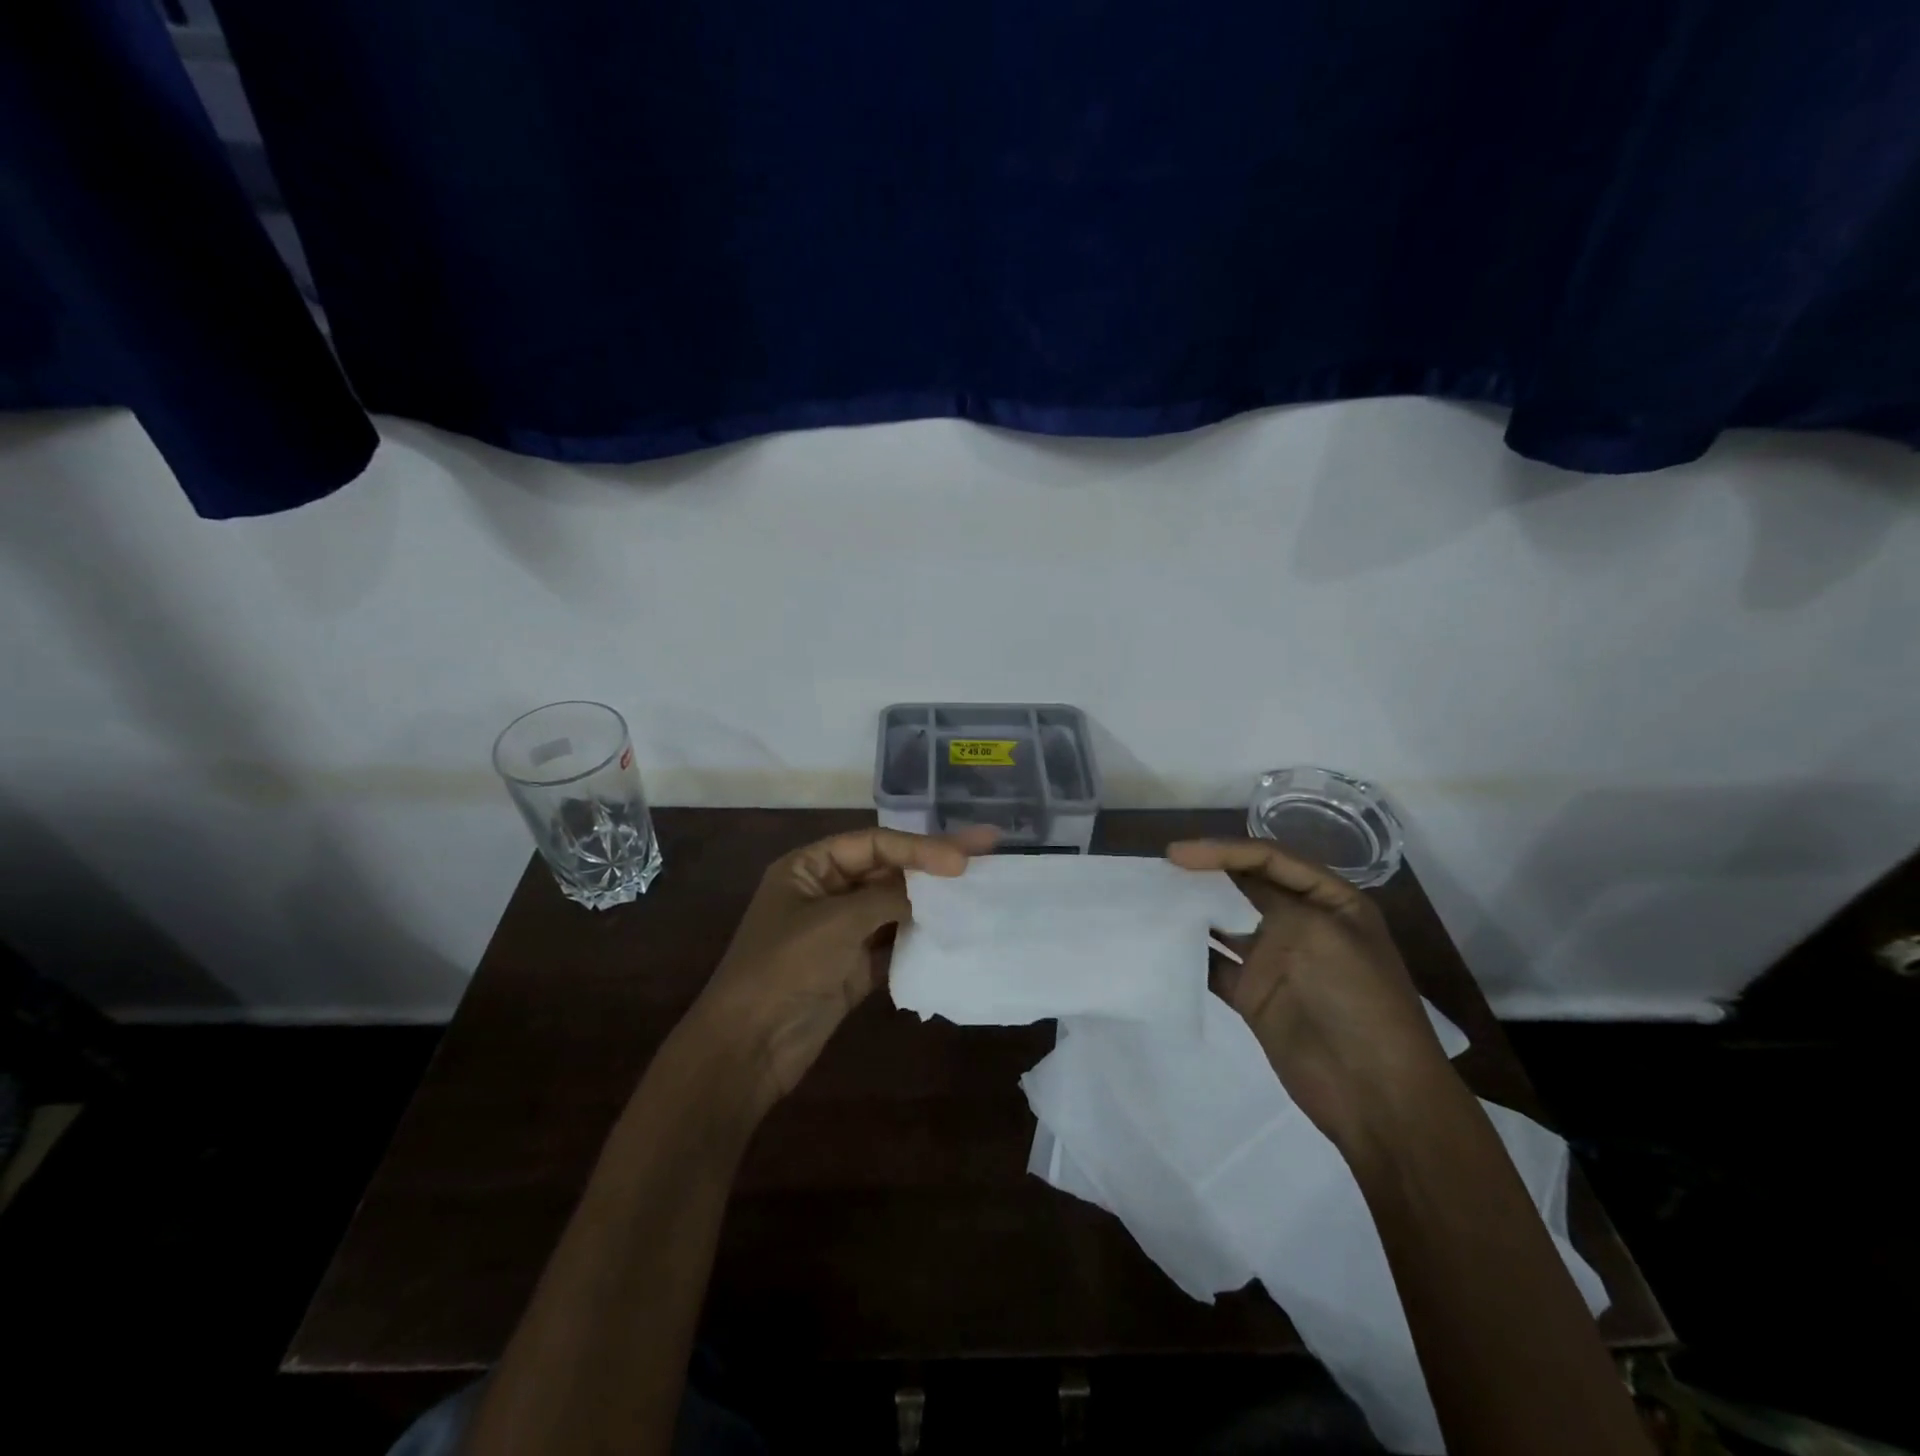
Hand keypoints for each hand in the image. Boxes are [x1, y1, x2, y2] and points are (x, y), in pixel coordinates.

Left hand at [690, 826, 995, 1114]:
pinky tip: (954, 931)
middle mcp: (826, 892)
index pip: (874, 844)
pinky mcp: (854, 967)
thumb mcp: (836, 921)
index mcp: (809, 867)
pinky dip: (920, 937)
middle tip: (986, 849)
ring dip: (931, 900)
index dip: (919, 847)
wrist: (750, 1047)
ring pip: (895, 905)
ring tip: (978, 889)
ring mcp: (842, 931)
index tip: (962, 860)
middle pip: (888, 870)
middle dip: (933, 864)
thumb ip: (887, 897)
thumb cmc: (785, 968)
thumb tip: (928, 889)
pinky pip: (894, 942)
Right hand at [1167, 839, 1454, 1151]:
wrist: (1375, 1095)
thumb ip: (1268, 899)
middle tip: (1159, 869)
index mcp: (1329, 900)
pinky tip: (1160, 942)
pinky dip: (1189, 953)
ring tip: (1152, 897)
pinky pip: (1214, 963)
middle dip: (1205, 874)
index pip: (1269, 859)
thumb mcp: (1318, 932)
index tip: (1177, 855)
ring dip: (1193, 910)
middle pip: (1244, 885)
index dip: (1223, 850)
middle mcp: (1301, 923)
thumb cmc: (1355, 1000)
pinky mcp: (1253, 994)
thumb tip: (1218, 883)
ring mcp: (1275, 960)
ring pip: (1225, 922)